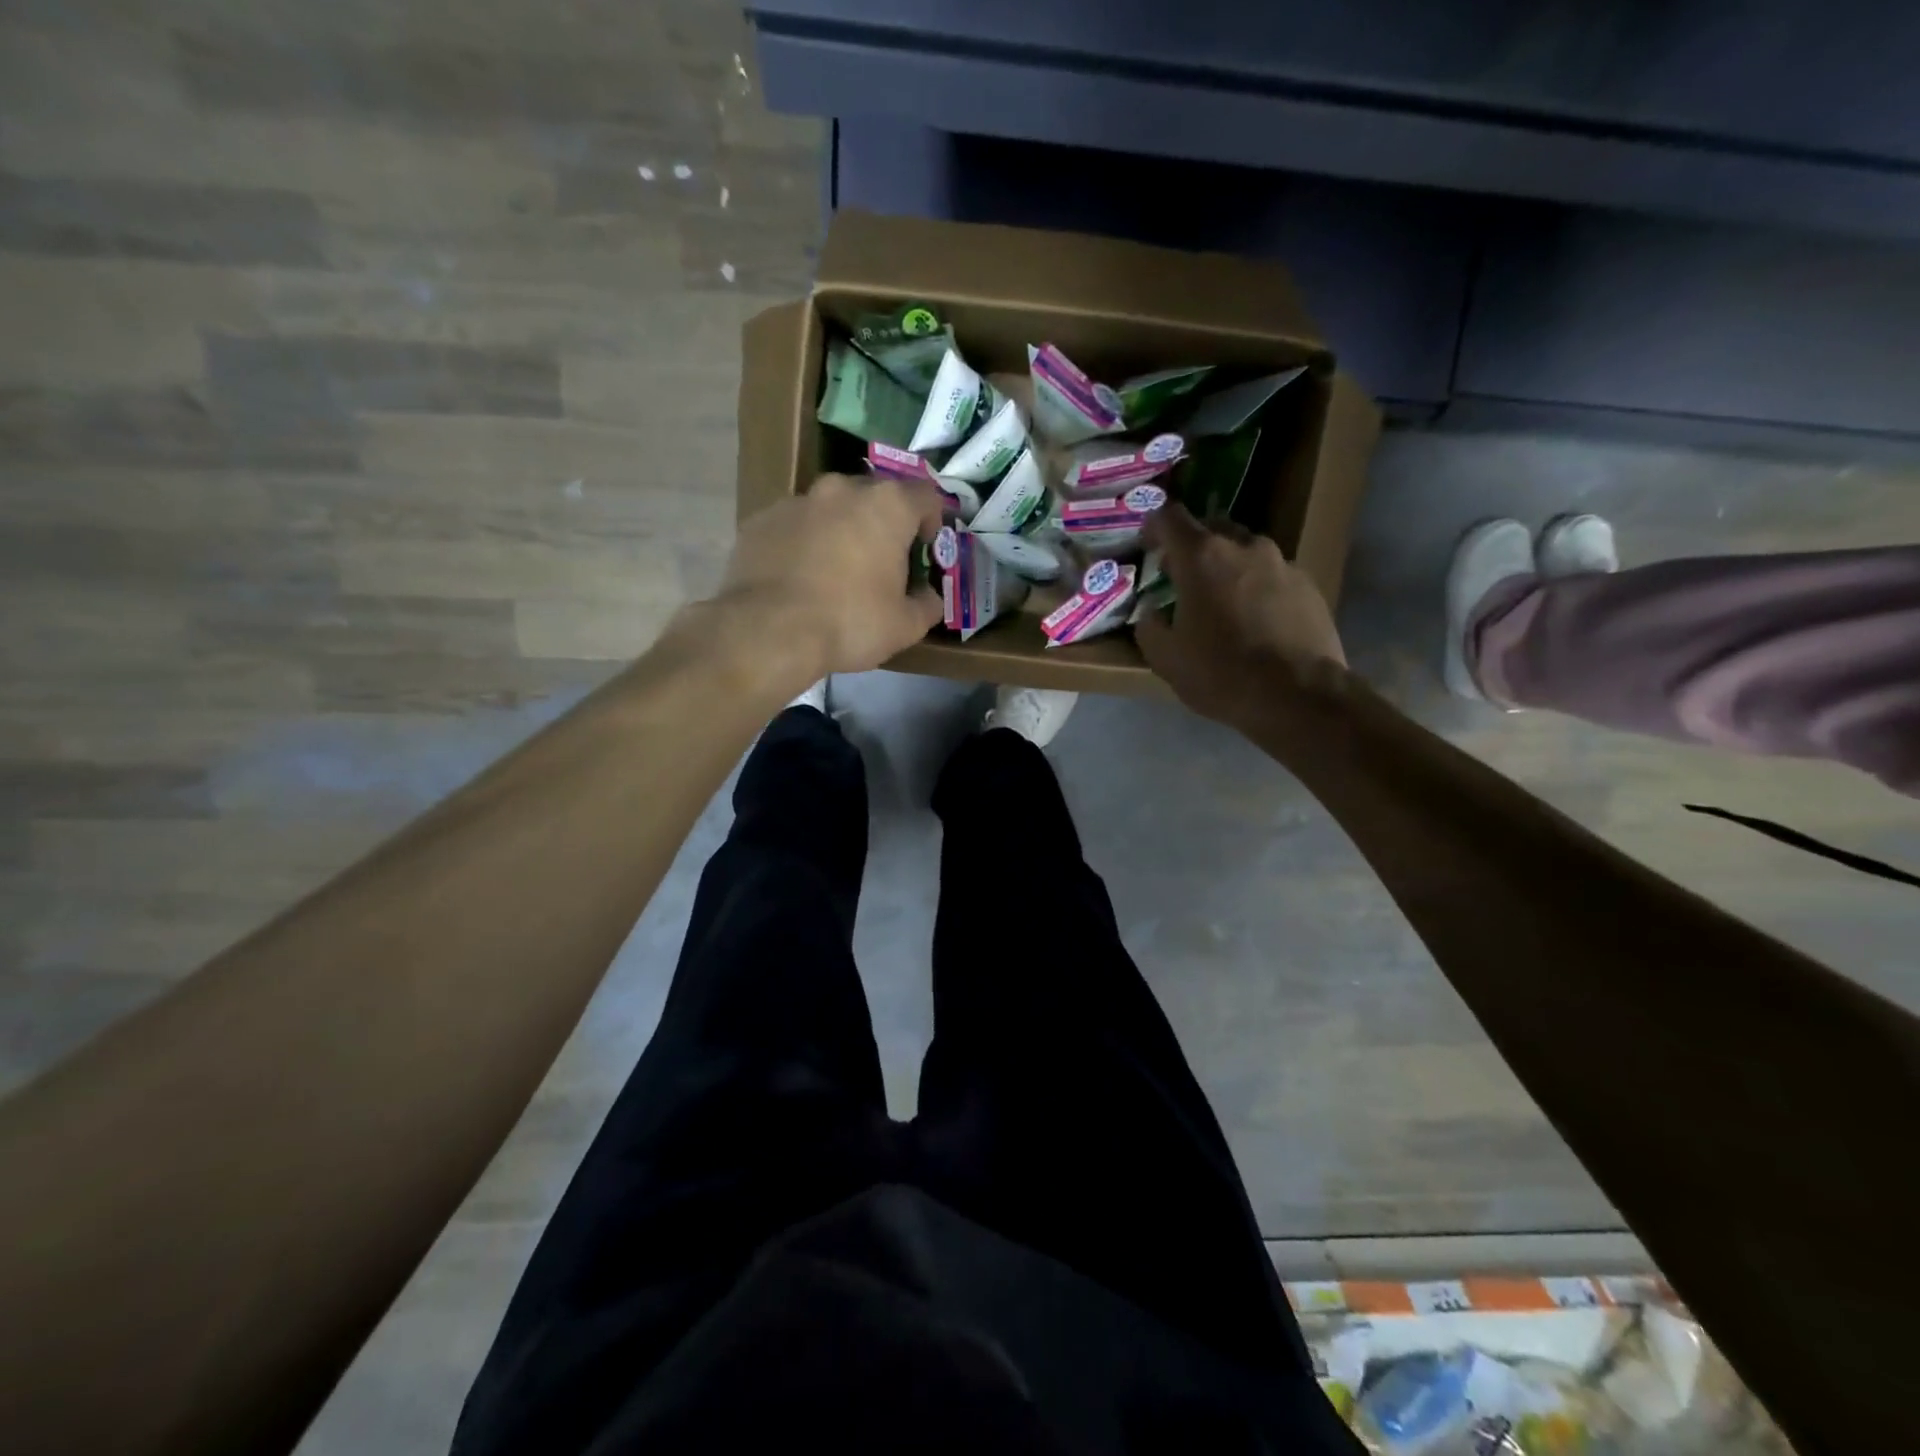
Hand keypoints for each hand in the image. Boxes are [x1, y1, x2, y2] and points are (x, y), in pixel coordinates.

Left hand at [716, 472, 944, 676]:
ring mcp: (797, 501)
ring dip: (840, 529)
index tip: (924, 547)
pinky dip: (803, 542)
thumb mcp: (905, 626)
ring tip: (835, 570)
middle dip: (882, 523)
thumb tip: (929, 597)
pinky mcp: (761, 520)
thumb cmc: (850, 622)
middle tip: (880, 560)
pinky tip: (799, 577)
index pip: (925, 495)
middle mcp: (842, 489)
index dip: (932, 519)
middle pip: (874, 496)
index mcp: (887, 506)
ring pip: (830, 508)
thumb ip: (927, 605)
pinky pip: (794, 525)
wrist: (769, 630)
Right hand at [1134, 504, 1345, 724]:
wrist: (1298, 695)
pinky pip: (1273, 575)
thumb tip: (1152, 614)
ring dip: (1228, 568)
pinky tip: (1256, 620)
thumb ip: (1149, 627)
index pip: (1170, 518)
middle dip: (1193, 547)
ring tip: (1222, 602)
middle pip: (1212, 529)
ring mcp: (1282, 563)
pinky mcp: (1309, 585)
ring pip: (1246, 552)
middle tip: (1182, 578)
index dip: (1154, 526)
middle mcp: (1244, 546)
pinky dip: (1258, 587)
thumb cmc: (1220, 672)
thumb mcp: (1166, 658)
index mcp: (1201, 557)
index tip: (1147, 545)